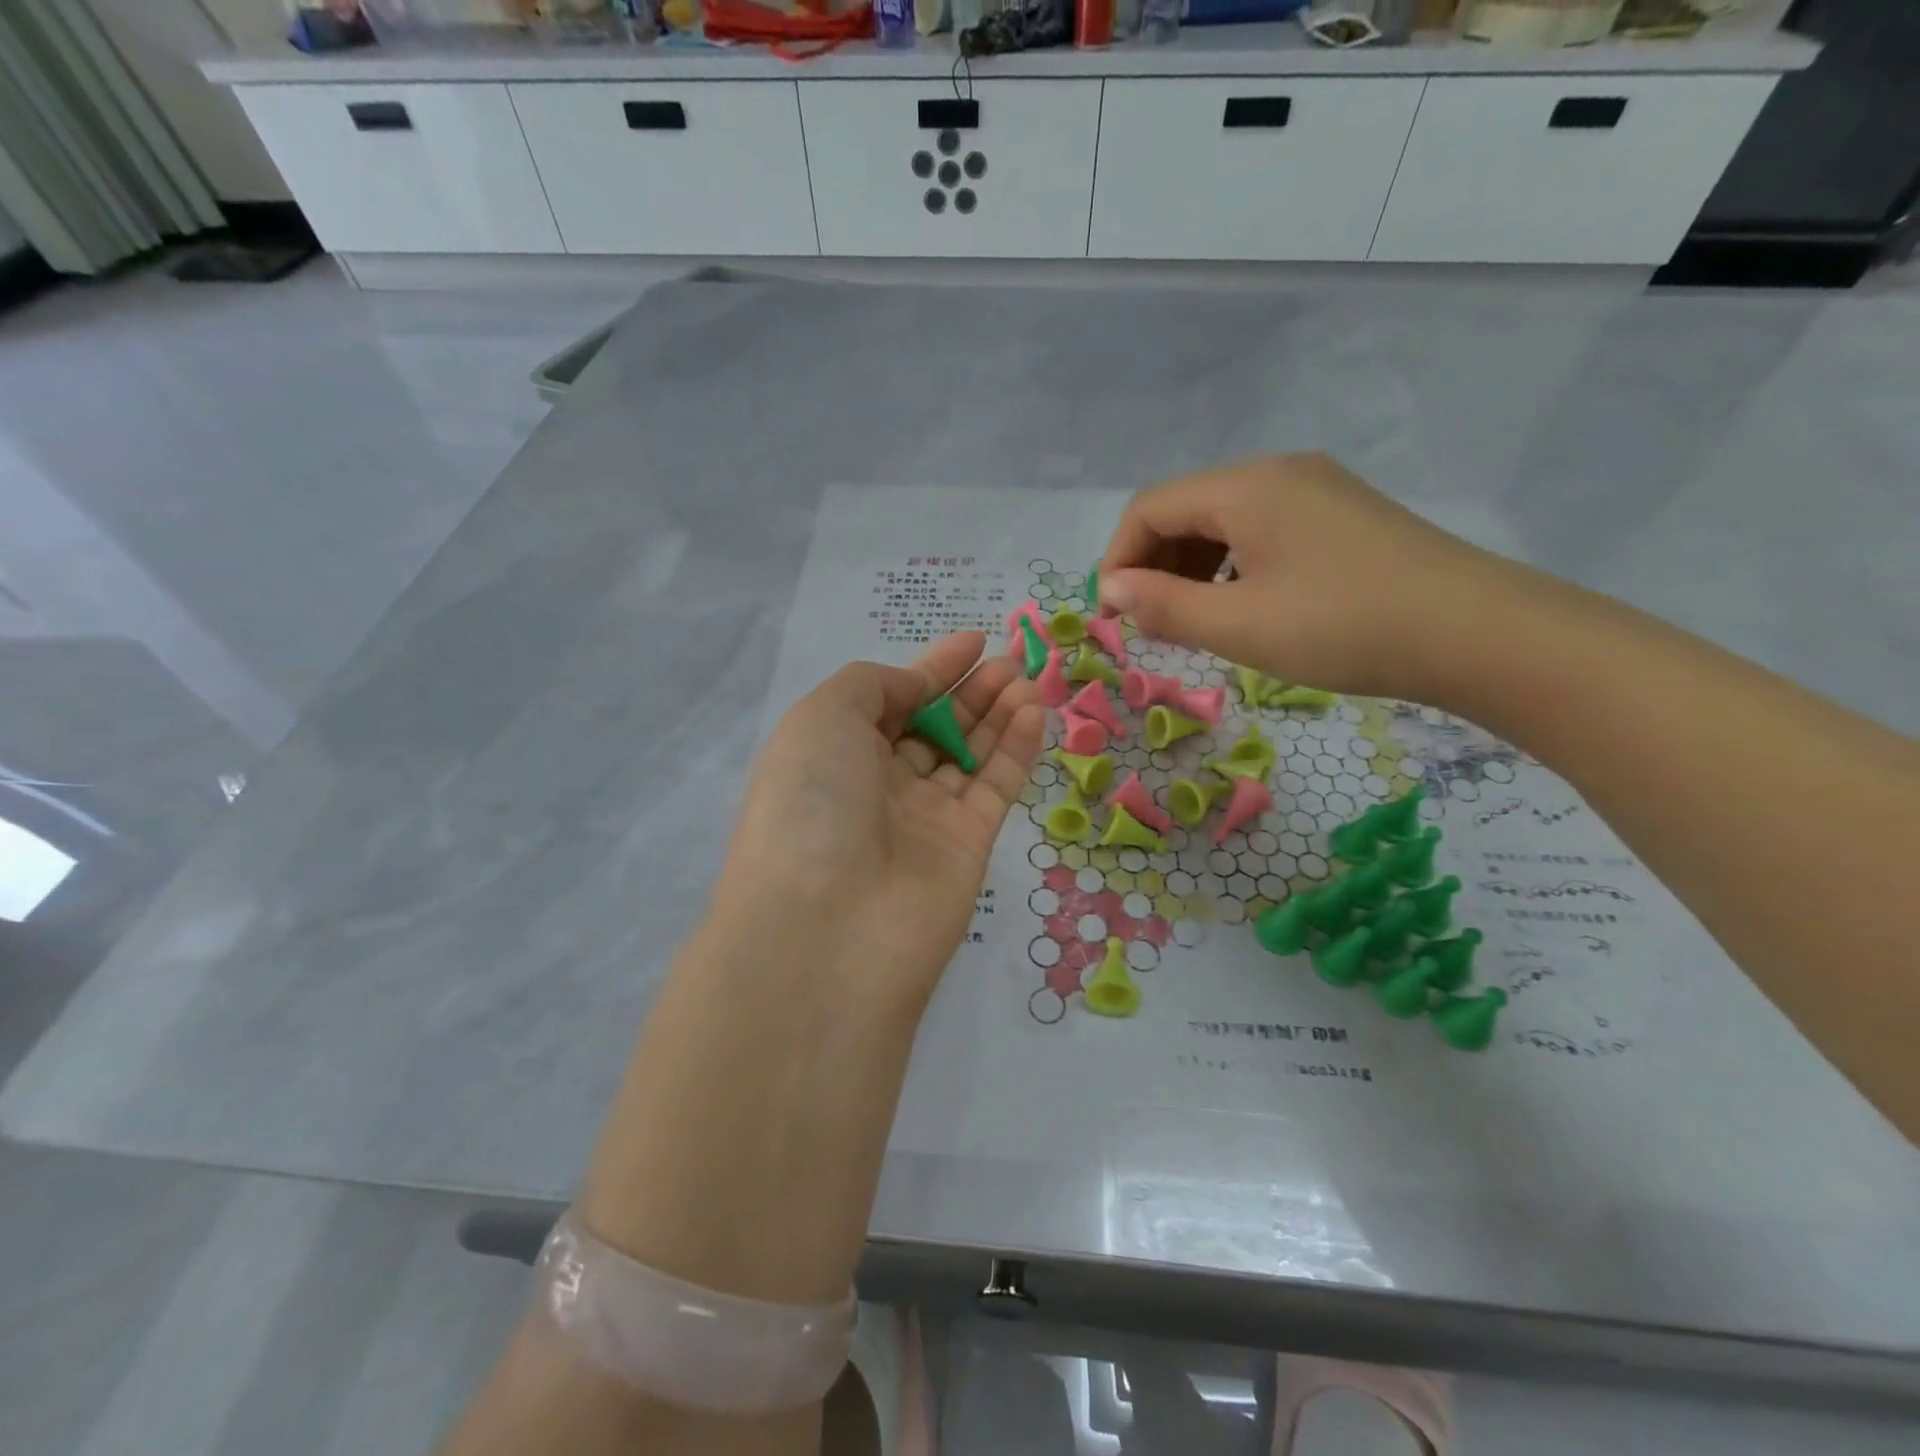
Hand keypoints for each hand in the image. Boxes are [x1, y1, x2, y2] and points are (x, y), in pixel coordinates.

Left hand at [709, 631, 1043, 1016]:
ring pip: (970, 754)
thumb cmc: (813, 802)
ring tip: (1028, 678)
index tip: (973, 640)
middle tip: (1012, 659)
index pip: (891, 701)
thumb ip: (873, 686)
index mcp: (834, 754)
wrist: (830, 926)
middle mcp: (878, 785)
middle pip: (934, 728)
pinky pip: (996, 785)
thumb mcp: (822, 716)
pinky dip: (1017, 748)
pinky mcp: (968, 846)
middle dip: (971, 691)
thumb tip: (916, 691)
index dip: (931, 670)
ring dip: (999, 713)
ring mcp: (924, 818)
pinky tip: (1034, 710)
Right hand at [1098, 453, 1535, 702]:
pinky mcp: (1343, 514)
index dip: (1118, 559)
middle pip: (1186, 507)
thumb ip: (1163, 606)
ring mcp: (1316, 488)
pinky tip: (1244, 604)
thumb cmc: (1342, 627)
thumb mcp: (1238, 626)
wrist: (1477, 632)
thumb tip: (1111, 590)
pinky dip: (1233, 564)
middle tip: (1150, 623)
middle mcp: (1277, 472)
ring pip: (1225, 520)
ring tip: (1193, 620)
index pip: (1150, 507)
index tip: (1113, 615)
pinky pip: (1263, 529)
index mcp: (1245, 487)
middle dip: (1154, 563)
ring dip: (1193, 567)